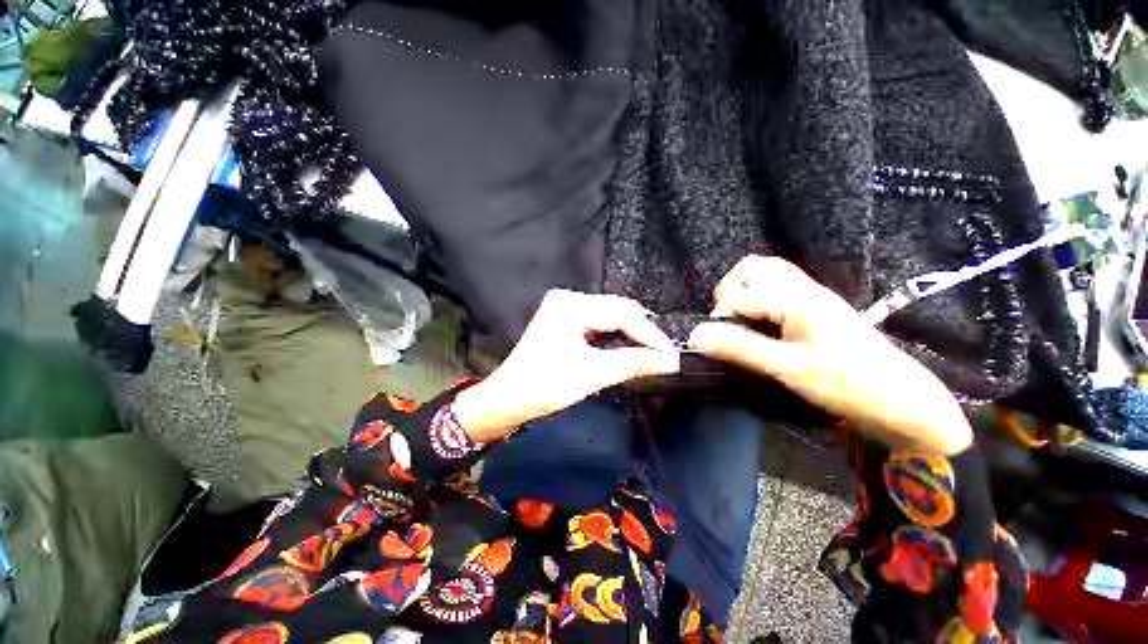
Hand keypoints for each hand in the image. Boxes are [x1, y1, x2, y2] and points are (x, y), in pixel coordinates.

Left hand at [454, 290, 680, 441]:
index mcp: (571, 304)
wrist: (508, 400)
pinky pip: (601, 325)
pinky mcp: (567, 322)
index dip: (649, 335)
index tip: (672, 356)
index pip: (622, 314)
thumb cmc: (545, 385)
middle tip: (664, 358)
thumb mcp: (592, 373)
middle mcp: (569, 299)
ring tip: (650, 355)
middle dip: (643, 334)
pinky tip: (629, 350)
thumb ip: (634, 363)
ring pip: (612, 318)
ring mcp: (567, 310)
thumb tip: (671, 360)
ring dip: (632, 336)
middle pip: (618, 311)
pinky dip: (617, 339)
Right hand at [688, 256, 971, 454]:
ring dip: (743, 292)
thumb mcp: (787, 369)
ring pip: (766, 274)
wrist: (901, 399)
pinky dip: (759, 298)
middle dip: (730, 291)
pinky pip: (778, 288)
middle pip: (753, 268)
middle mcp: (802, 288)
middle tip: (727, 321)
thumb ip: (739, 348)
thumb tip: (695, 335)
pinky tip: (760, 324)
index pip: (740, 294)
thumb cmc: (847, 383)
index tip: (717, 344)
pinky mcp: (815, 309)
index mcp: (796, 299)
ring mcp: (811, 296)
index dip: (720, 317)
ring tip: (739, 321)